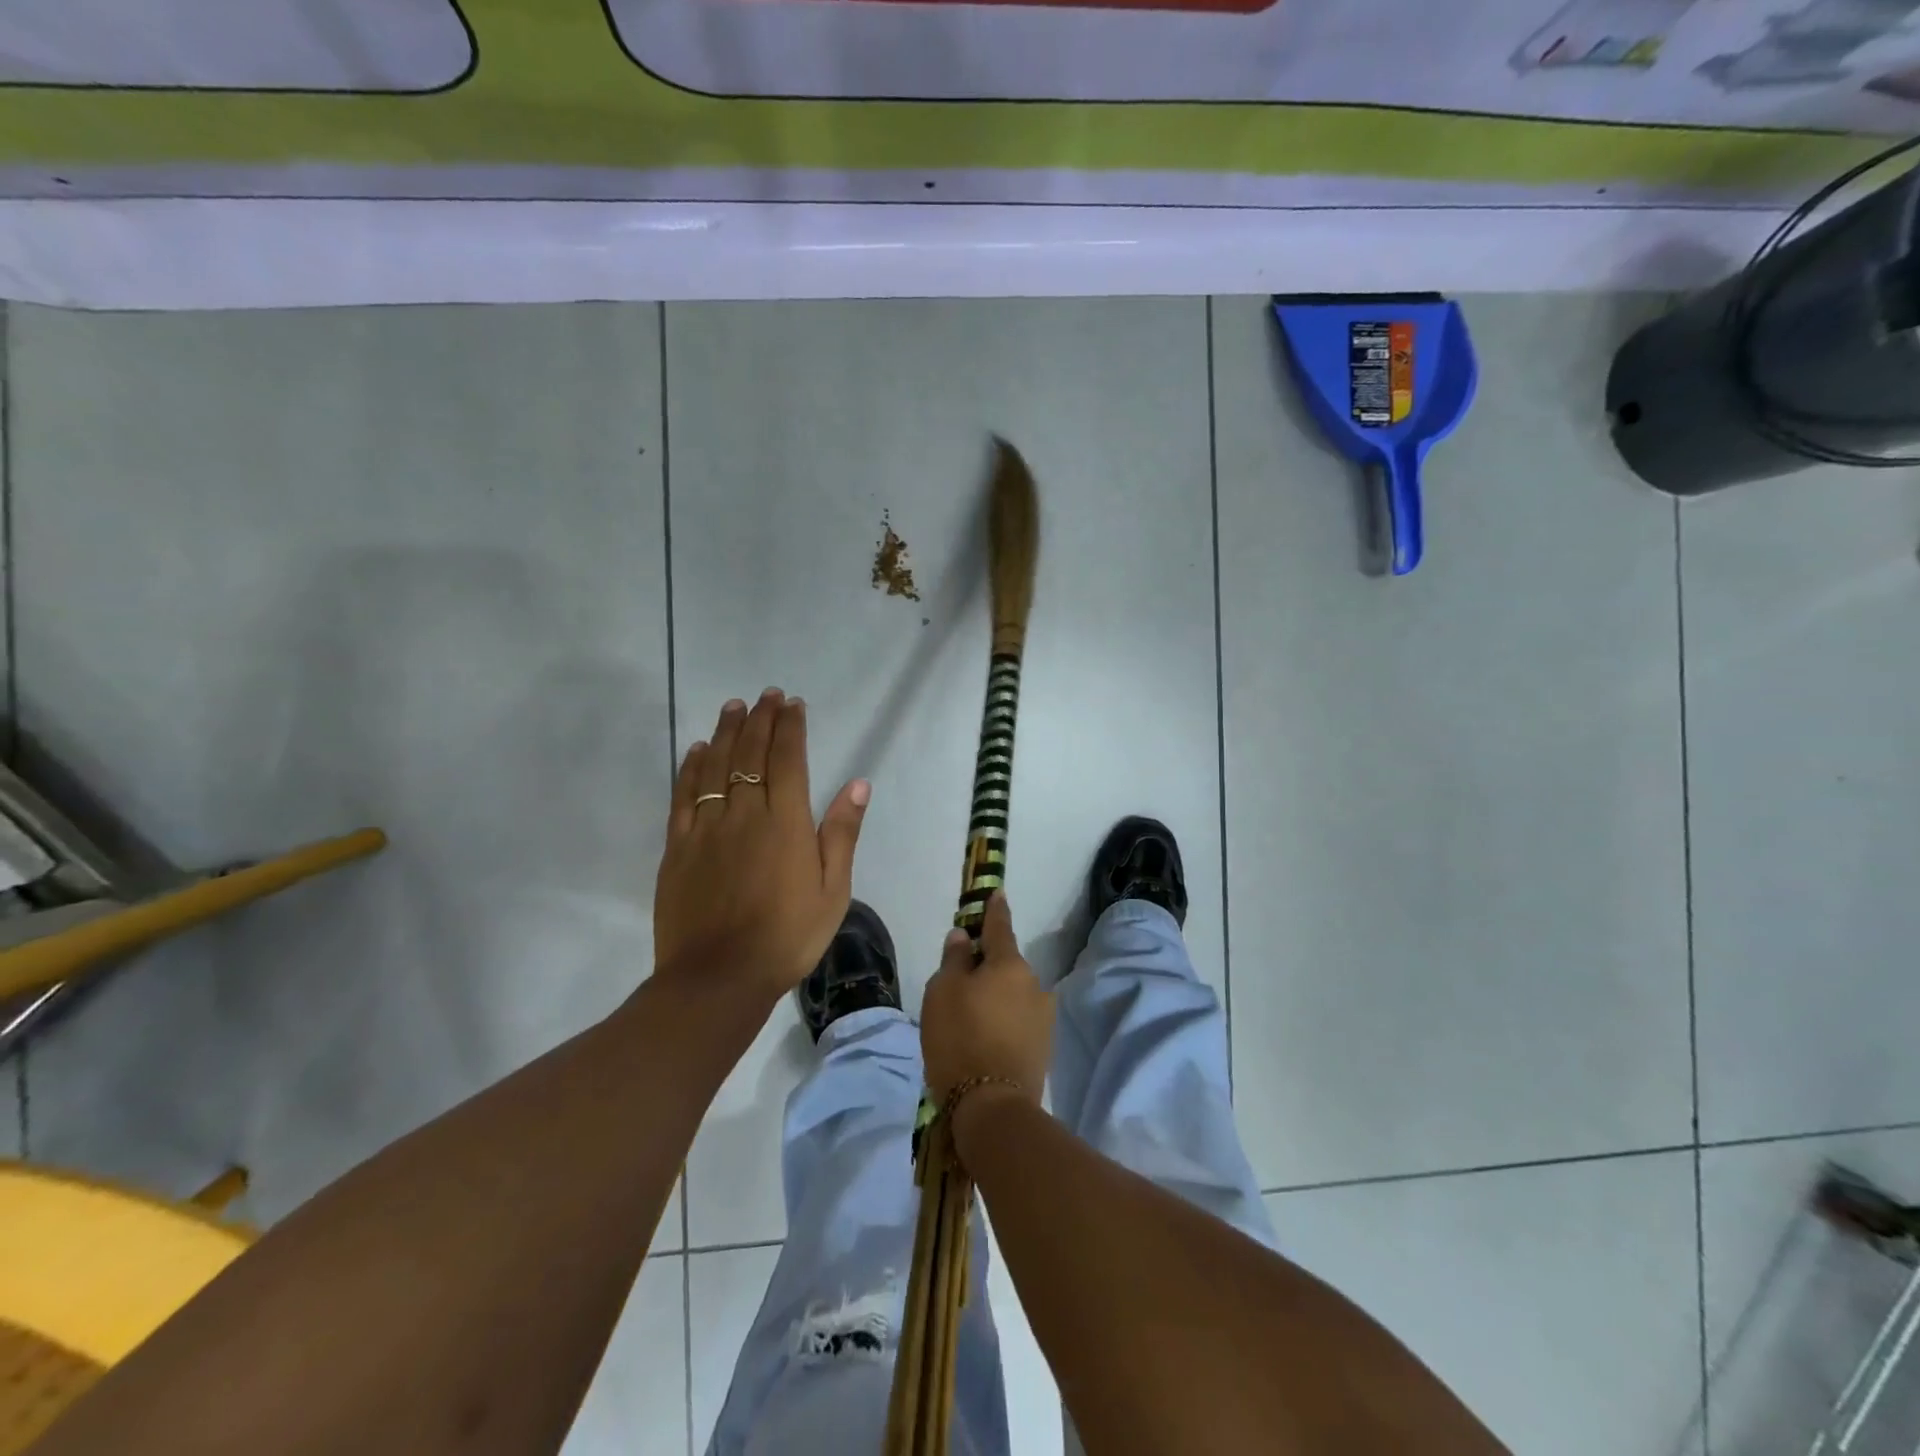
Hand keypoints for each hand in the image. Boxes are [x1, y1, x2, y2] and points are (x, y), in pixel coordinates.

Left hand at [654, 689, 869, 1004]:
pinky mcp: (678, 847)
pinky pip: (684, 795)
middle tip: (766, 695)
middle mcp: (744, 813)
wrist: (718, 978)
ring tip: (734, 707)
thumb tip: (857, 783)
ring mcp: (706, 827)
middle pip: (751, 753)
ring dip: (727, 732)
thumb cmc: (787, 937)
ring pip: (715, 766)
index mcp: (785, 822)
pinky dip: (692, 767)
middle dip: (761, 719)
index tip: (793, 704)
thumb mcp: (832, 891)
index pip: (788, 759)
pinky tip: (698, 749)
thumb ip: (841, 833)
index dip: (790, 727)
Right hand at [921, 891, 1051, 1107]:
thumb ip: (955, 959)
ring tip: (968, 1018)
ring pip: (1013, 994)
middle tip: (960, 980)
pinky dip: (1002, 1020)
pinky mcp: (1043, 1047)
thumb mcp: (942, 992)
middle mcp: (1034, 984)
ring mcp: (1043, 1017)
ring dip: (995, 996)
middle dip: (988, 966)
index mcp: (1010, 964)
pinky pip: (1018, 1020)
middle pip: (1006, 964)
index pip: (1000, 926)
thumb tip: (964, 937)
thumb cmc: (960, 1038)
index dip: (994, 909)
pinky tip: (983, 1038)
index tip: (996, 892)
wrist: (992, 1106)